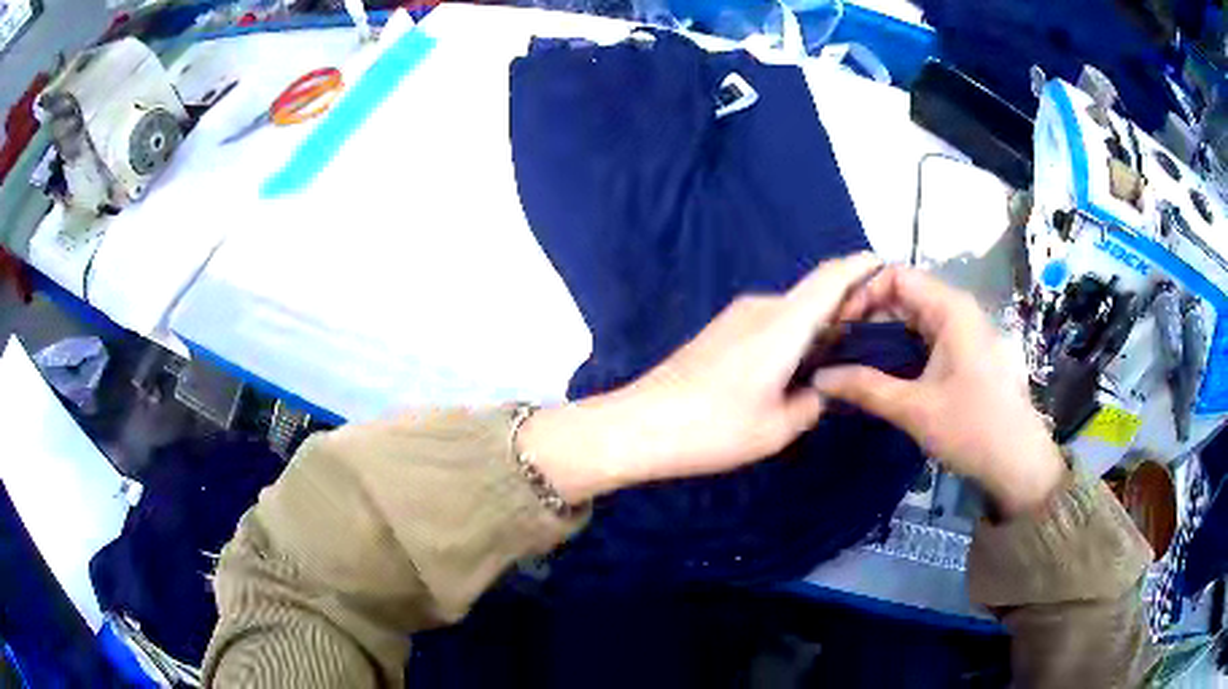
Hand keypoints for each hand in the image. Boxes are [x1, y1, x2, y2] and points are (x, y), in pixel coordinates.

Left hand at [519, 253, 883, 502]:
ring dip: (818, 327)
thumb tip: (823, 388)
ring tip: (839, 359)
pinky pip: (772, 324)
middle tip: (874, 337)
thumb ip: (814, 402)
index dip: (860, 267)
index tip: (884, 263)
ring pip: (793, 313)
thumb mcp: (779, 427)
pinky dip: (794, 336)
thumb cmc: (714, 428)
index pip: (831, 279)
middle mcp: (762, 307)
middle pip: (815, 297)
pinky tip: (798, 368)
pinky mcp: (722, 330)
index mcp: (784, 323)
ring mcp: (737, 316)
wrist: (641, 425)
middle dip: (846, 309)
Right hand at [810, 266, 1065, 516]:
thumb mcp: (914, 409)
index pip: (895, 276)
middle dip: (867, 317)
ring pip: (914, 319)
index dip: (861, 294)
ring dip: (882, 336)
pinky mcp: (967, 355)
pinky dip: (901, 350)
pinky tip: (881, 374)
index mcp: (950, 309)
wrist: (1018, 464)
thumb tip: (819, 377)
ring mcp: (965, 333)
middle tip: (834, 348)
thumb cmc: (972, 429)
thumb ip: (865, 388)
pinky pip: (927, 339)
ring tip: (850, 361)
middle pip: (904, 295)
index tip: (835, 328)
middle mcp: (958, 310)